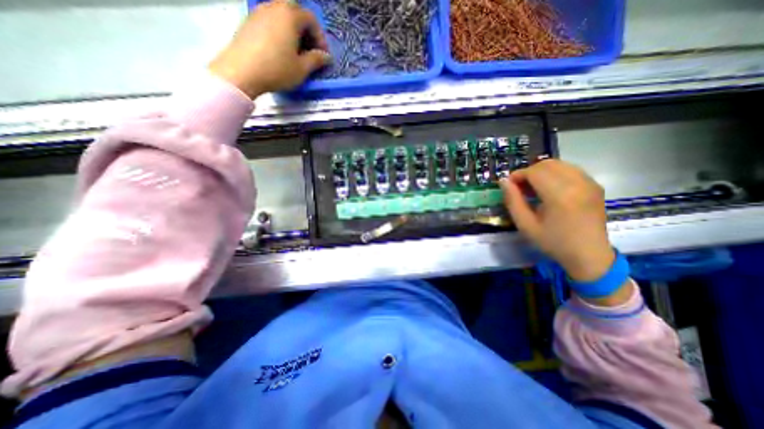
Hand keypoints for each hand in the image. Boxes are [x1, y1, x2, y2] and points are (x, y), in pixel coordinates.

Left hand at [208, 0, 331, 97]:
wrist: (242, 71)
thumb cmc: (277, 69)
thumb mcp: (302, 68)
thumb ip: (316, 60)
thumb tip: (325, 57)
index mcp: (290, 15)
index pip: (311, 19)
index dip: (321, 38)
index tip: (323, 55)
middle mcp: (274, 7)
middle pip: (296, 13)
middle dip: (307, 31)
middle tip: (311, 50)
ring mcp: (259, 12)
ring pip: (282, 16)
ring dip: (293, 31)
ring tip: (297, 52)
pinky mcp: (249, 21)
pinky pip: (271, 22)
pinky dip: (280, 32)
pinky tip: (281, 51)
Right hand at [502, 159, 612, 281]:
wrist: (589, 255)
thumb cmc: (553, 242)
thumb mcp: (525, 225)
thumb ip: (513, 201)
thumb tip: (503, 181)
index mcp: (560, 196)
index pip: (534, 172)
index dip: (518, 175)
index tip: (509, 186)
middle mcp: (578, 184)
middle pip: (547, 164)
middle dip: (529, 172)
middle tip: (520, 188)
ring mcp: (589, 183)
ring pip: (559, 164)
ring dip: (541, 172)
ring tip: (534, 188)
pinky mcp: (594, 185)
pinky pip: (570, 170)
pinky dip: (555, 174)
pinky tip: (550, 189)